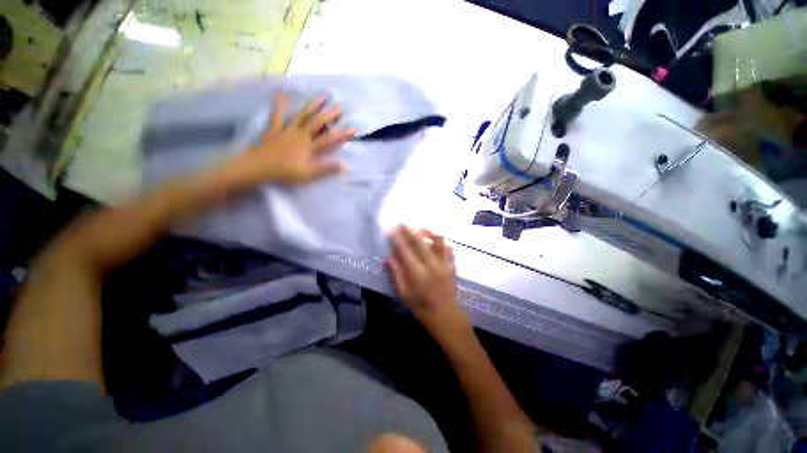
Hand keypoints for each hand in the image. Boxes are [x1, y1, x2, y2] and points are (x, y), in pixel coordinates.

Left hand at [230, 93, 355, 185]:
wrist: (260, 167)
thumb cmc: (286, 172)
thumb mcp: (309, 174)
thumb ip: (327, 169)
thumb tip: (345, 166)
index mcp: (310, 147)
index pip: (330, 139)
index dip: (343, 134)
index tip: (354, 128)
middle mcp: (302, 135)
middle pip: (318, 123)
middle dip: (330, 115)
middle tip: (339, 107)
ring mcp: (288, 130)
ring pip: (302, 116)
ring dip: (313, 106)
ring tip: (322, 96)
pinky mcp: (275, 130)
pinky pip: (277, 116)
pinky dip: (279, 105)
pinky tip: (280, 94)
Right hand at [386, 226, 469, 333]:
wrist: (446, 317)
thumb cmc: (422, 308)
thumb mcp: (405, 294)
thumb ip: (396, 275)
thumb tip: (388, 258)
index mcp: (417, 273)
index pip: (405, 250)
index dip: (397, 239)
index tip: (391, 230)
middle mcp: (431, 265)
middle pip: (419, 242)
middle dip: (409, 231)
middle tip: (402, 224)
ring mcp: (444, 264)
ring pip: (437, 242)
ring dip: (427, 232)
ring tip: (419, 228)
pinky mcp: (452, 266)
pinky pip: (448, 250)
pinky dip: (442, 242)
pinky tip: (436, 239)